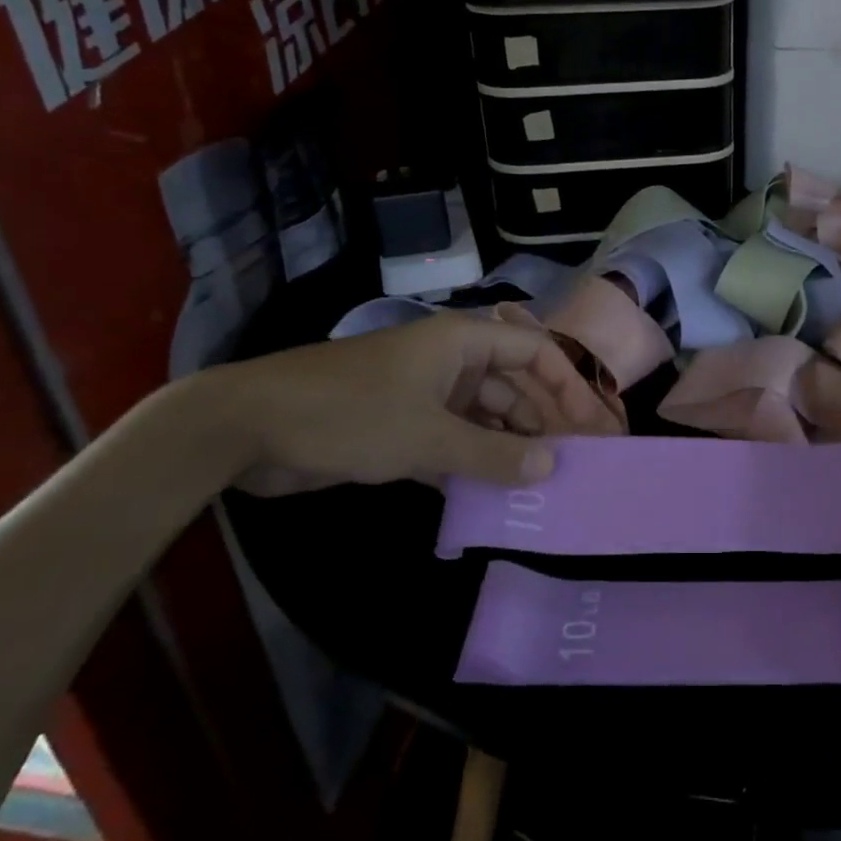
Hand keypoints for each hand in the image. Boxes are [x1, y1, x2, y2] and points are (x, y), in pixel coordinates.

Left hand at [222, 311, 617, 494]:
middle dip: (546, 422)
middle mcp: (450, 363)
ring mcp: (425, 395)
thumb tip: (551, 468)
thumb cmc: (347, 413)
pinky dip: (475, 464)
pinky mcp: (401, 426)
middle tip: (579, 465)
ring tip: (544, 487)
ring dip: (511, 449)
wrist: (245, 428)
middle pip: (515, 388)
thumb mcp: (426, 438)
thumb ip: (492, 455)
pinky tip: (496, 496)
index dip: (570, 387)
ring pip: (486, 419)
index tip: (595, 429)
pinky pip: (455, 442)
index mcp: (462, 343)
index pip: (536, 354)